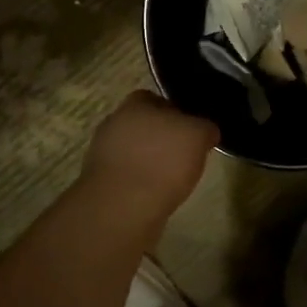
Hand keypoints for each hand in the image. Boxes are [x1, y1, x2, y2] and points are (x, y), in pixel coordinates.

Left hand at [81, 91, 218, 216]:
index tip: (191, 131)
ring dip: (149, 161)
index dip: (175, 113)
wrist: (124, 207)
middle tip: (183, 154)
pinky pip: (127, 175)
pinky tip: (155, 195)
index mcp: (135, 104)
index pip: (155, 99)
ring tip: (172, 179)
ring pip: (134, 151)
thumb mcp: (198, 136)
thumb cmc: (163, 161)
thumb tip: (206, 131)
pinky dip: (140, 182)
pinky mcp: (100, 182)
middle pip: (144, 125)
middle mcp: (114, 123)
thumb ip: (205, 127)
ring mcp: (102, 153)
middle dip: (161, 137)